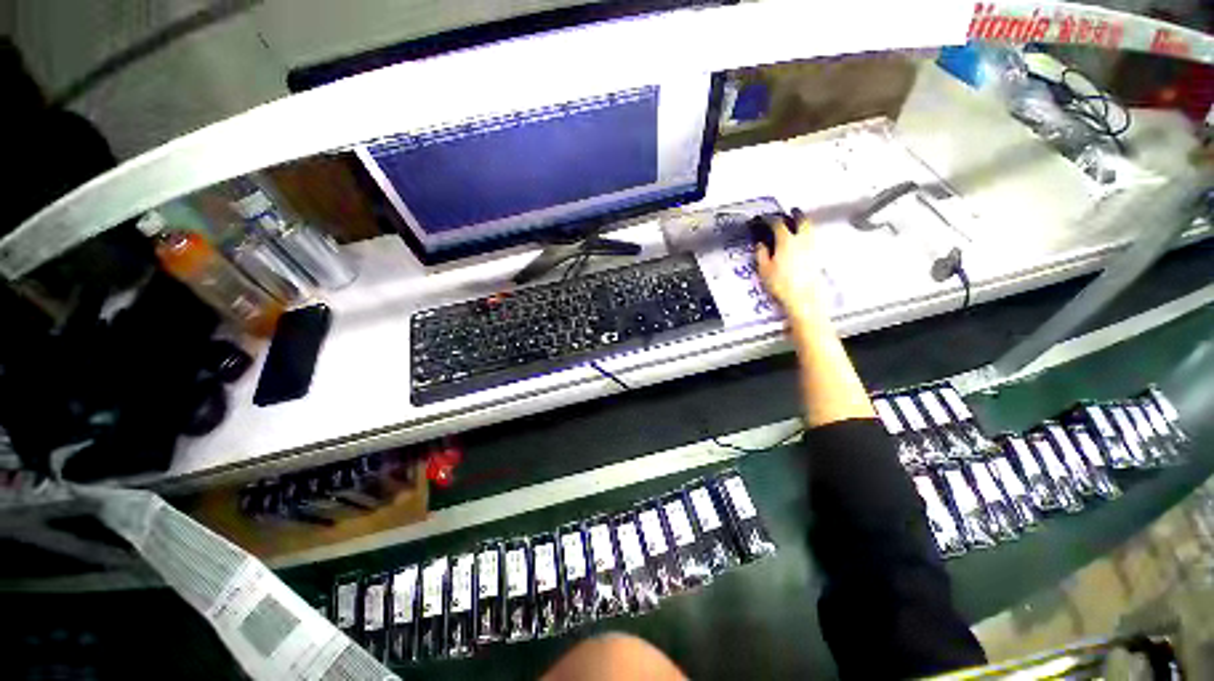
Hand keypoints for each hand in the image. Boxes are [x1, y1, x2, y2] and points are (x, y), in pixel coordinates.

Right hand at [755, 209, 825, 322]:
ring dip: (803, 222)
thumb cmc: (781, 284)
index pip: (778, 223)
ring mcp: (812, 247)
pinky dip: (807, 233)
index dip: (770, 219)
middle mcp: (802, 240)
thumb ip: (762, 253)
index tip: (764, 218)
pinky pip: (812, 238)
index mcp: (786, 241)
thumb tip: (761, 244)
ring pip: (809, 228)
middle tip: (790, 211)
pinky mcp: (817, 256)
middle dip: (794, 214)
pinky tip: (803, 239)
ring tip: (798, 223)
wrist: (803, 298)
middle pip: (801, 220)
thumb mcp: (764, 269)